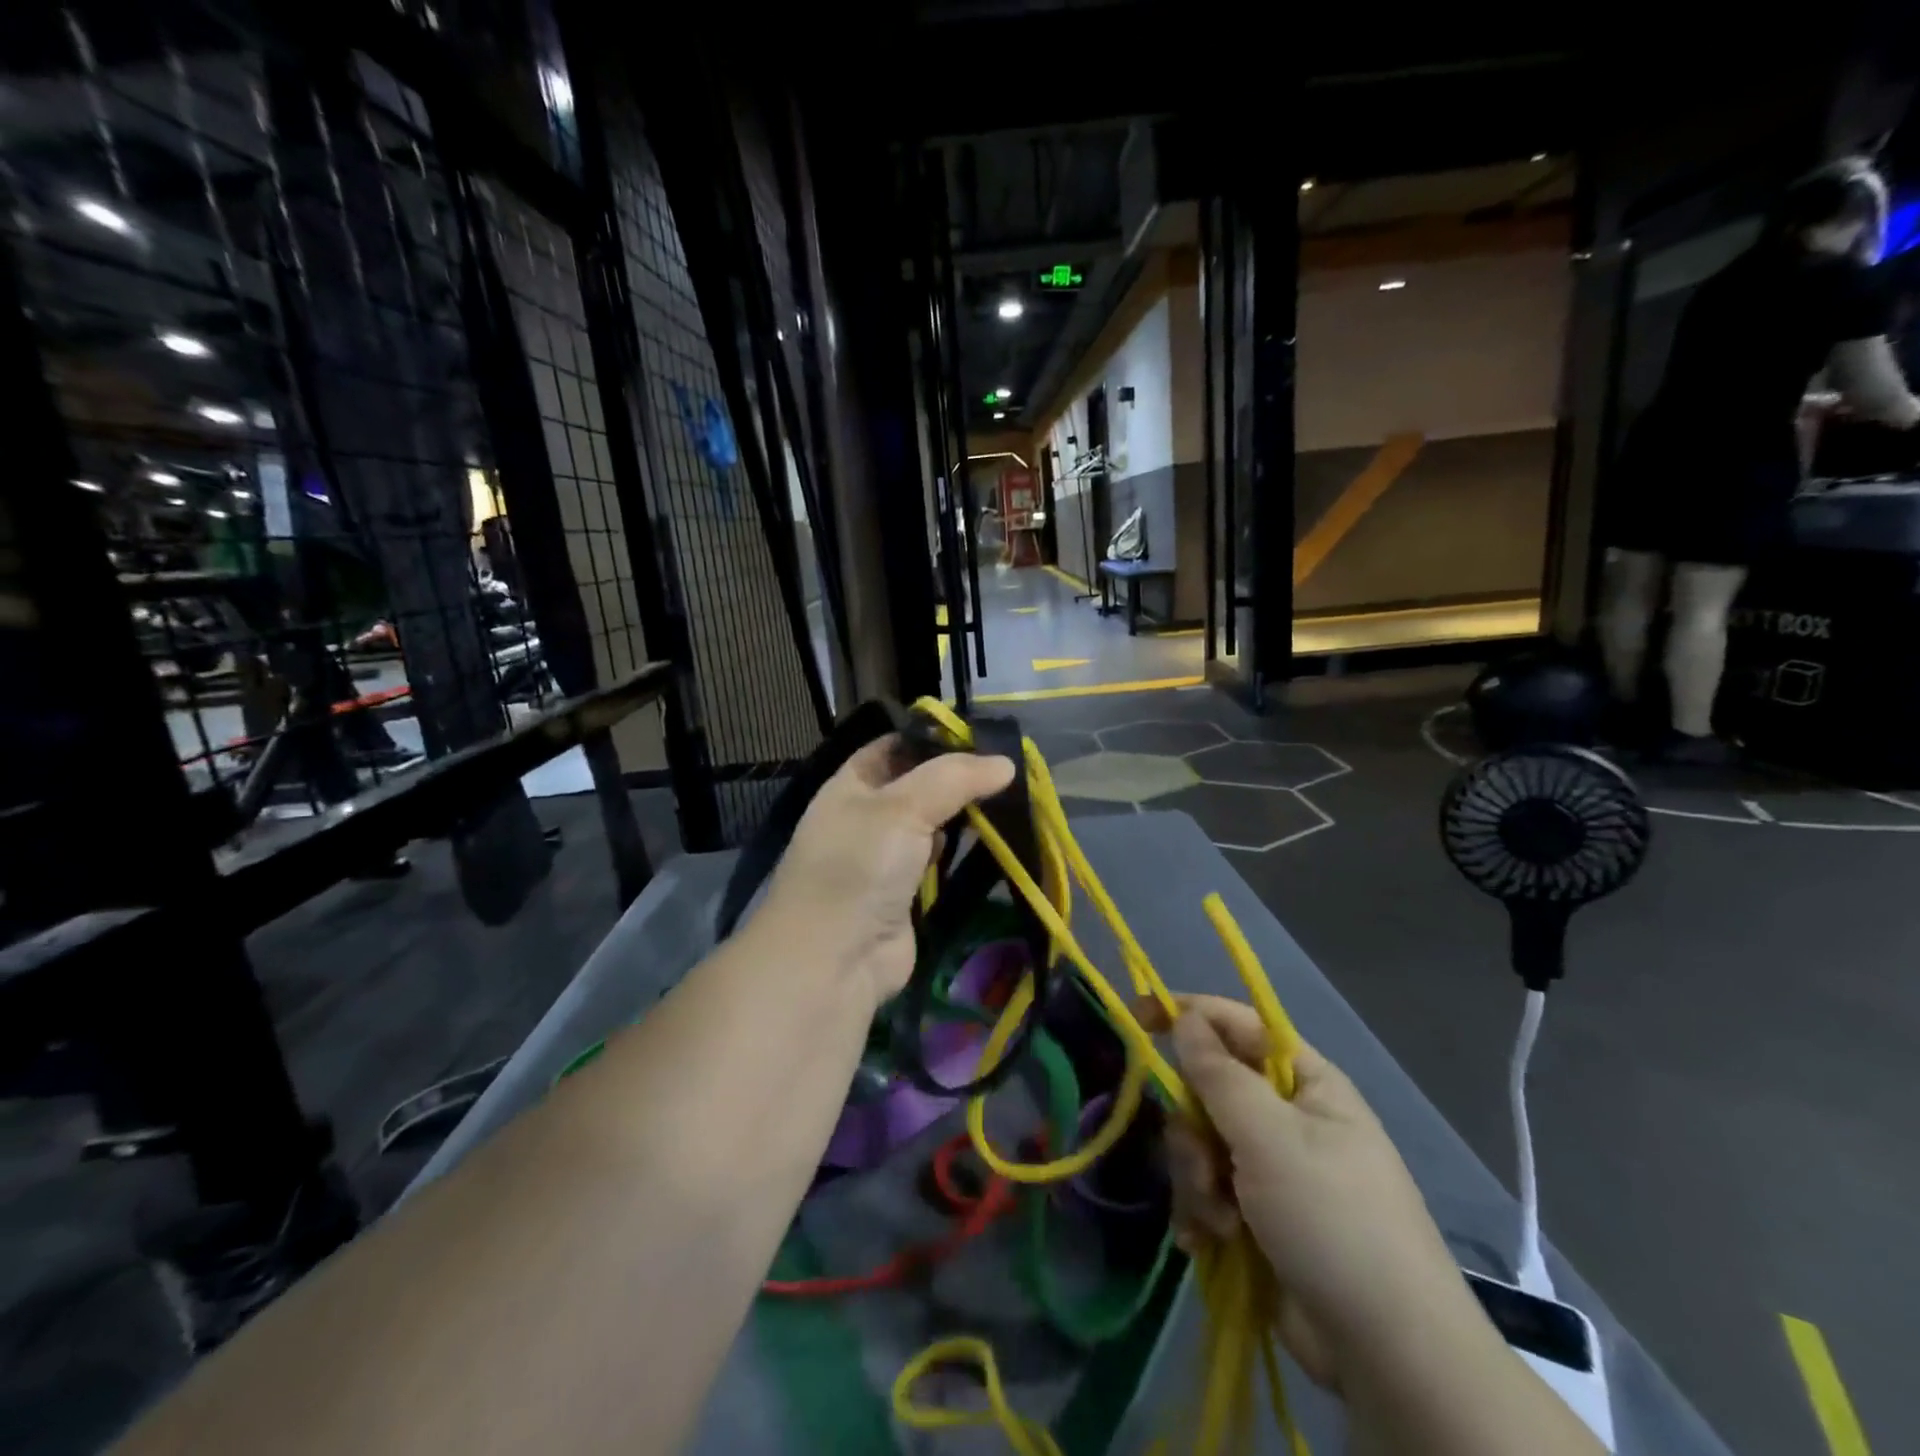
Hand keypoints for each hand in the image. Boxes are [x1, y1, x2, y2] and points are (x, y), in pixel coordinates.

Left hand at [759, 735, 1015, 1009]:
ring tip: (1011, 799)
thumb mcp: (902, 806)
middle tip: (1009, 769)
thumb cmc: (859, 866)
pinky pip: (939, 862)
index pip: (895, 746)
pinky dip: (962, 852)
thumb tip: (1006, 764)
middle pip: (918, 785)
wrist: (834, 958)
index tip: (982, 737)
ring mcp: (886, 857)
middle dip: (958, 779)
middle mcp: (867, 816)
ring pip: (932, 824)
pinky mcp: (906, 893)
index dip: (934, 739)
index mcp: (852, 784)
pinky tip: (993, 840)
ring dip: (964, 816)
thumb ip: (954, 778)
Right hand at [1151, 996, 1481, 1389]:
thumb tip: (1184, 1018)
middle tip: (1204, 1164)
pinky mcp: (1256, 1215)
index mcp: (1305, 1083)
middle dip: (1193, 1128)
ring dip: (1197, 1178)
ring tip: (1220, 1219)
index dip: (1189, 1014)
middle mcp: (1286, 1118)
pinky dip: (1202, 1212)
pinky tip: (1210, 1241)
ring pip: (1200, 1143)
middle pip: (1208, 1090)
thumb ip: (1217, 1073)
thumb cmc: (1332, 1219)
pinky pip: (1206, 1189)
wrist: (1385, 1354)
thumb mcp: (1269, 1136)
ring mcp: (1271, 1169)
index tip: (1138, 1017)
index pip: (1237, 1025)